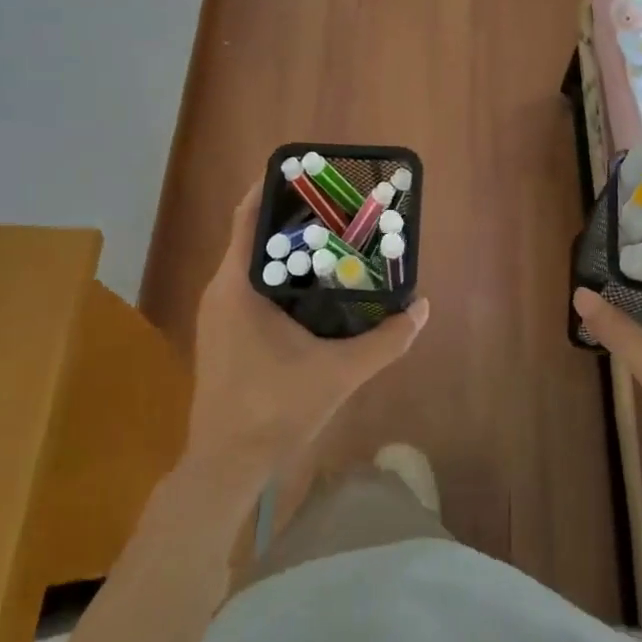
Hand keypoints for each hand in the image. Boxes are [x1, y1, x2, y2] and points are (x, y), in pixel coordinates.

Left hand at [186, 184, 429, 481]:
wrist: (225, 466)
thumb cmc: (274, 410)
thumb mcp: (339, 373)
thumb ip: (385, 341)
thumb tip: (422, 308)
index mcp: (237, 286)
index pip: (249, 216)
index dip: (274, 188)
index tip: (310, 175)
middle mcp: (221, 290)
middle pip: (255, 235)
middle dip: (294, 219)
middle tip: (338, 209)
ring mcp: (218, 314)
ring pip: (253, 263)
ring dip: (288, 251)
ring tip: (332, 242)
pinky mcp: (222, 335)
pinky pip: (250, 287)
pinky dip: (279, 277)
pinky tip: (313, 290)